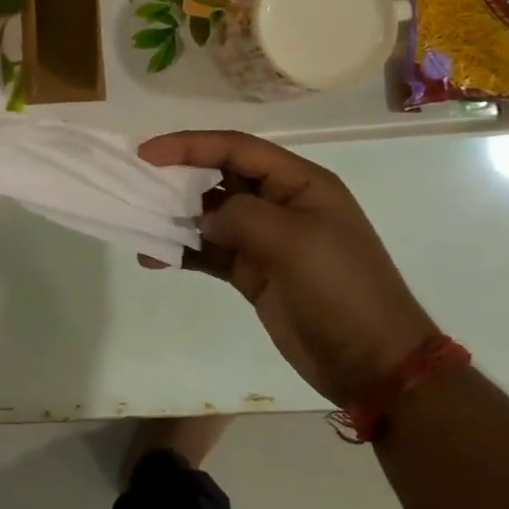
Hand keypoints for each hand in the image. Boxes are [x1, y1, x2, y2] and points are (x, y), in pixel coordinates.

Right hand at [138, 131, 434, 405]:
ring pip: (208, 216)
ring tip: (138, 223)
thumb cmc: (342, 290)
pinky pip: (208, 253)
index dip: (189, 145)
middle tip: (135, 184)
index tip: (146, 154)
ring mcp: (265, 240)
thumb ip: (241, 217)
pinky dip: (181, 253)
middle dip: (177, 177)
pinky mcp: (252, 272)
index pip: (235, 148)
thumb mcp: (294, 242)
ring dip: (174, 218)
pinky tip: (153, 259)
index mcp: (299, 183)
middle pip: (218, 177)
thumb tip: (204, 219)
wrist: (373, 363)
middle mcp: (279, 204)